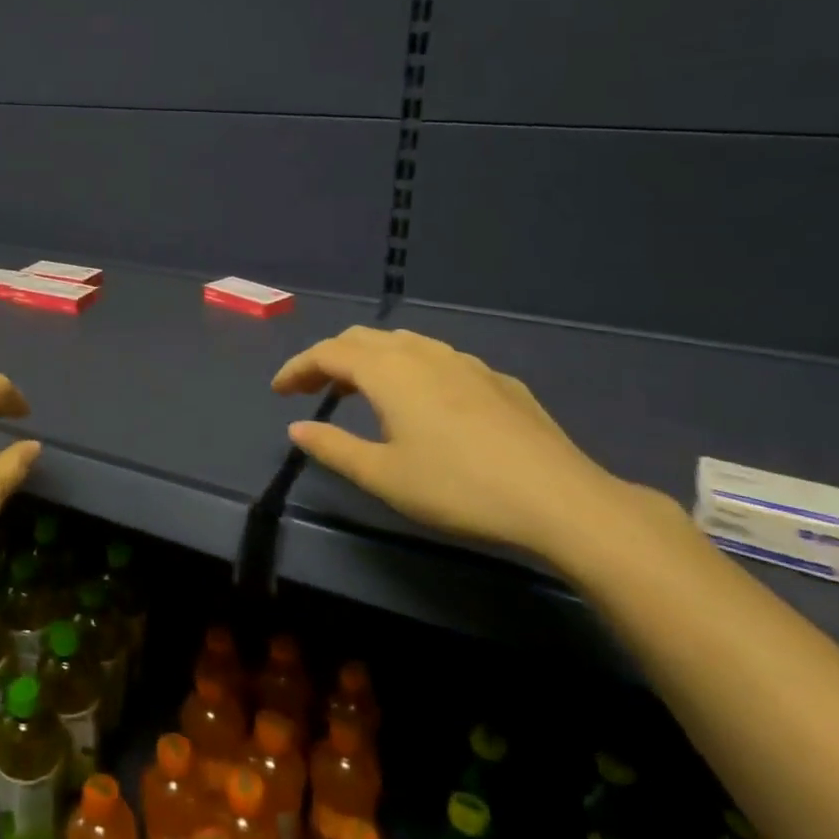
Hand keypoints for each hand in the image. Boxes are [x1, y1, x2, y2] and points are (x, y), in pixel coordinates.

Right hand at [272, 327, 628, 560]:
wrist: (559, 499)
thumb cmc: (457, 487)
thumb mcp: (383, 475)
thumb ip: (333, 447)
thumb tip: (296, 429)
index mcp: (389, 371)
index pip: (328, 353)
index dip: (297, 368)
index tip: (278, 391)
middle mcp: (423, 354)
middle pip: (363, 339)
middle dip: (330, 358)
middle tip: (311, 389)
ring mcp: (466, 363)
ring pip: (404, 343)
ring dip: (370, 360)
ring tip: (359, 392)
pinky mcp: (498, 381)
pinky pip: (439, 360)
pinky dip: (410, 370)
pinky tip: (423, 404)